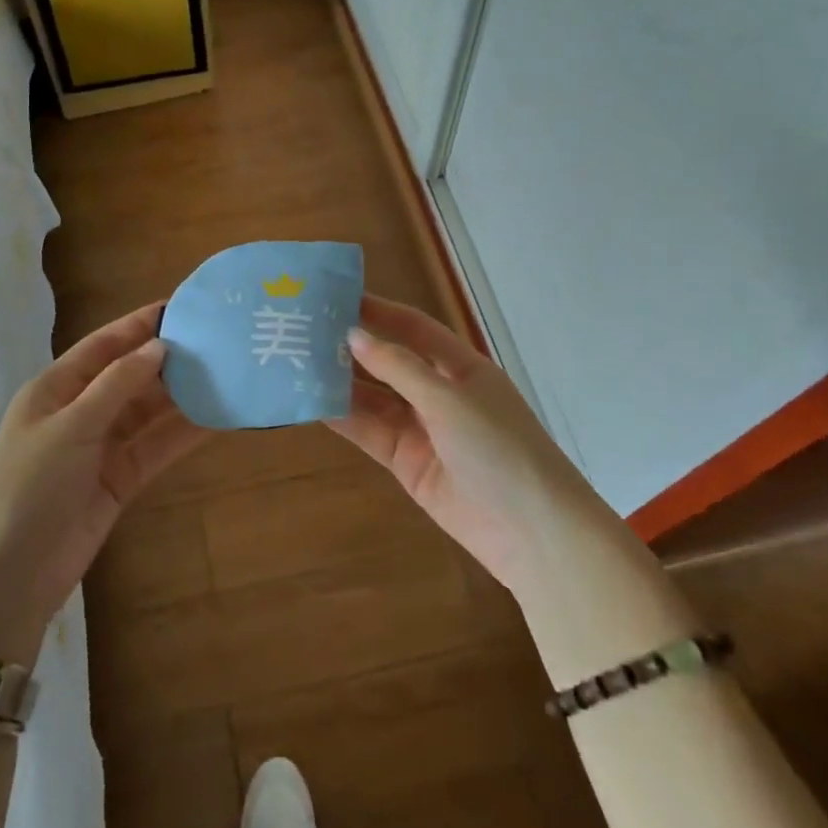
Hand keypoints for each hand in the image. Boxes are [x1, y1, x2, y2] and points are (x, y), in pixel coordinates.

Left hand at [0, 302, 207, 656]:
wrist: (12, 574)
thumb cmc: (30, 487)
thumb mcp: (70, 427)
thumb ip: (116, 385)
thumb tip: (159, 346)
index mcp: (55, 389)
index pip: (104, 346)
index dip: (139, 324)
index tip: (180, 306)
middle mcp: (80, 411)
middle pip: (130, 376)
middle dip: (168, 360)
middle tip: (215, 342)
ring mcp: (101, 447)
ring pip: (148, 412)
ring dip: (181, 396)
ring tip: (224, 375)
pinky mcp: (120, 479)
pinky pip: (155, 447)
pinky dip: (182, 433)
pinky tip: (215, 419)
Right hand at [327, 296, 603, 598]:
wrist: (531, 531)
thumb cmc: (500, 448)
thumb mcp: (450, 399)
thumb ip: (399, 368)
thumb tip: (353, 335)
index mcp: (460, 367)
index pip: (413, 328)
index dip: (379, 311)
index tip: (336, 296)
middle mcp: (439, 393)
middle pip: (389, 362)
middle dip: (352, 348)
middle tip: (304, 331)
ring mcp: (422, 430)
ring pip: (373, 399)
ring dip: (340, 383)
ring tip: (296, 363)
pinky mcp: (406, 463)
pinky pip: (369, 433)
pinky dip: (343, 419)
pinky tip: (311, 403)